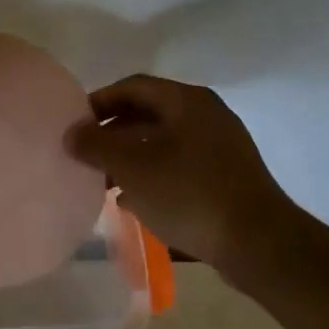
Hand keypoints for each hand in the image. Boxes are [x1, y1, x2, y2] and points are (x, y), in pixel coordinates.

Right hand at [65, 75, 299, 270]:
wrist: (257, 242)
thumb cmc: (189, 194)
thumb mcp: (132, 167)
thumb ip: (96, 145)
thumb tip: (71, 133)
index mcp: (187, 101)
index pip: (132, 86)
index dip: (98, 102)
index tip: (74, 126)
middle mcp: (206, 115)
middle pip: (147, 113)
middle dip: (112, 133)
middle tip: (85, 154)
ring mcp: (220, 146)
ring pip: (162, 142)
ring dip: (129, 156)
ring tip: (103, 180)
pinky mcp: (225, 176)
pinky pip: (178, 164)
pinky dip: (151, 175)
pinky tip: (132, 200)